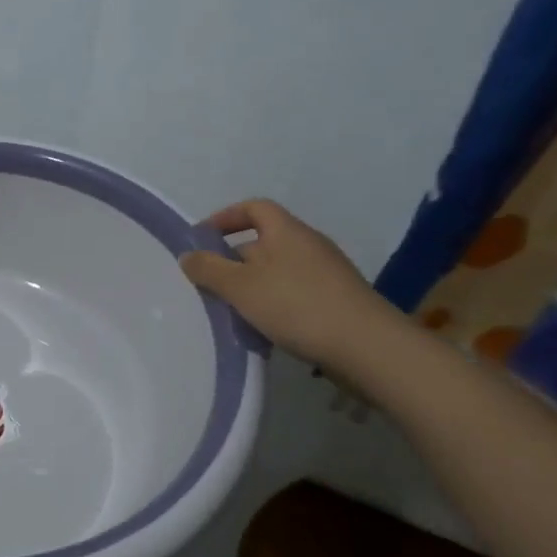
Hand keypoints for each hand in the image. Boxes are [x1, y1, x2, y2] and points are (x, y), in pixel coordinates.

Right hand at [179, 199, 391, 366]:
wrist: (369, 348)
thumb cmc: (297, 306)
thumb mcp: (240, 286)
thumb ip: (209, 269)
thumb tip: (188, 255)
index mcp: (286, 231)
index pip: (254, 208)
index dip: (225, 217)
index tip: (202, 239)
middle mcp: (309, 245)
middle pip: (263, 242)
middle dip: (233, 261)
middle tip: (210, 285)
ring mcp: (327, 274)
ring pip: (277, 272)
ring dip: (252, 287)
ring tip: (233, 313)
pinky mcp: (338, 301)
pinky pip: (295, 294)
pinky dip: (274, 305)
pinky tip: (265, 330)